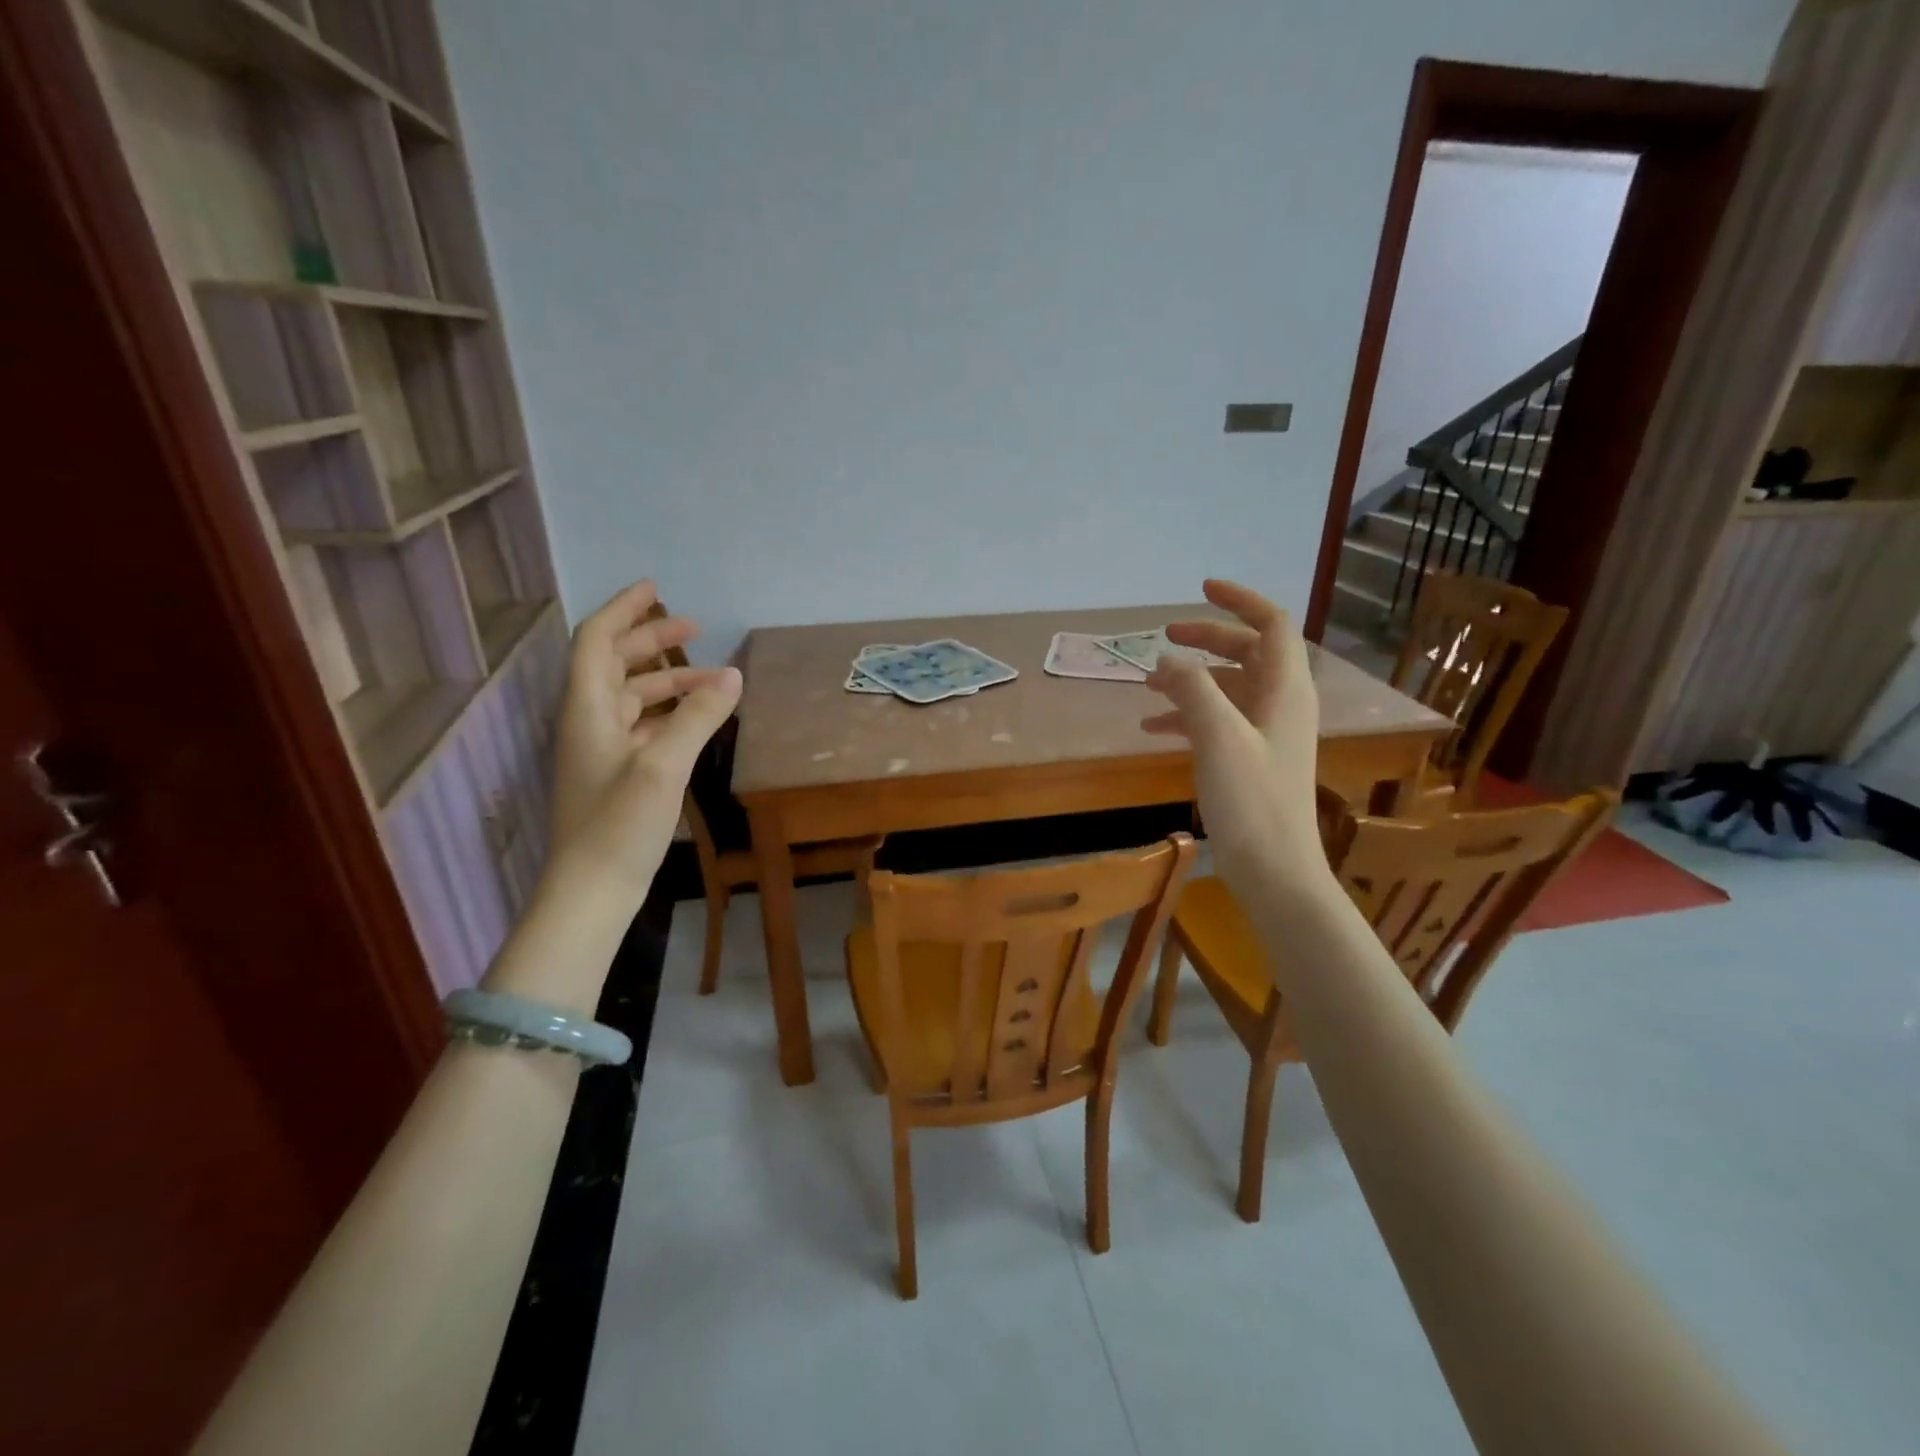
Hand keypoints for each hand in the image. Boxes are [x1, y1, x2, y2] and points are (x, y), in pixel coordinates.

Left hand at [546, 581, 741, 907]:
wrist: (591, 890)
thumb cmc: (619, 824)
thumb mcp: (664, 765)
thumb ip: (699, 716)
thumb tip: (734, 675)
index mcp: (588, 709)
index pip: (597, 640)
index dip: (623, 610)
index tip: (656, 589)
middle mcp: (590, 721)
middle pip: (615, 664)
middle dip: (653, 641)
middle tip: (695, 628)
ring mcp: (602, 749)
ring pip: (633, 696)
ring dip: (669, 680)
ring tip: (714, 678)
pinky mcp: (616, 774)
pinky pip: (643, 725)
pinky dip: (671, 712)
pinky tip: (700, 719)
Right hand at [1141, 579, 1329, 898]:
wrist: (1274, 870)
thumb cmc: (1252, 800)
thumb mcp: (1218, 736)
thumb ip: (1192, 689)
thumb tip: (1166, 660)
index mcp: (1285, 689)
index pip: (1272, 624)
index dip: (1240, 601)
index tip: (1202, 589)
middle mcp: (1281, 703)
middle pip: (1248, 652)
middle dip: (1207, 640)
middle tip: (1165, 638)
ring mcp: (1267, 732)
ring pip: (1229, 687)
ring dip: (1192, 680)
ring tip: (1148, 686)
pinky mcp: (1251, 758)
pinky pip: (1219, 720)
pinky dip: (1188, 715)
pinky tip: (1154, 727)